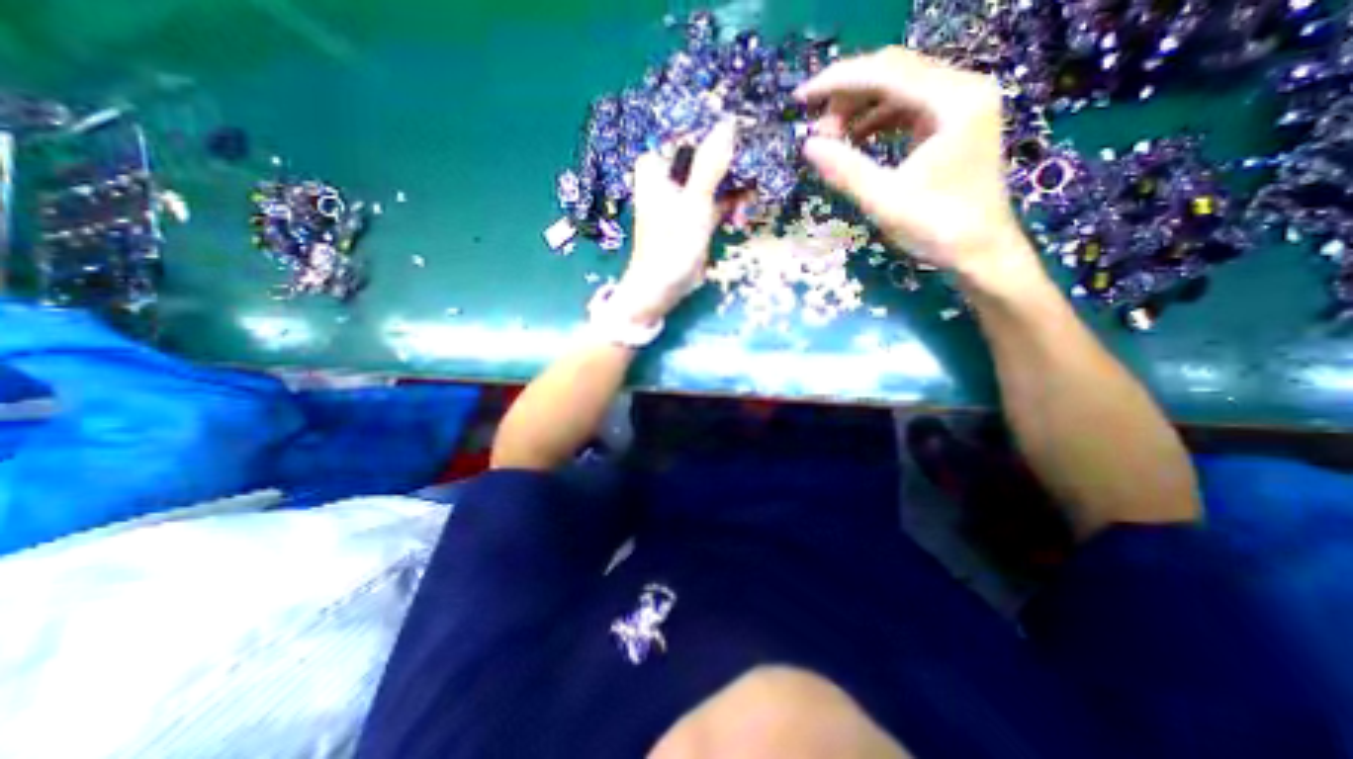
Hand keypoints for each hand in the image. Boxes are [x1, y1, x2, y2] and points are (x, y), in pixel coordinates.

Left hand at [619, 119, 738, 321]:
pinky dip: (733, 202)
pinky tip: (746, 210)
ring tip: (754, 191)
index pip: (688, 130)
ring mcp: (686, 194)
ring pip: (717, 175)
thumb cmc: (670, 245)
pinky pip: (720, 198)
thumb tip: (729, 123)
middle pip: (706, 151)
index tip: (747, 119)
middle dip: (733, 156)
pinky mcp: (697, 212)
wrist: (663, 286)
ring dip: (737, 182)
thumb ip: (710, 165)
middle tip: (760, 154)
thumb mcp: (693, 203)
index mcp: (657, 164)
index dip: (716, 124)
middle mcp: (670, 174)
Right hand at [794, 47, 1044, 292]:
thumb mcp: (885, 201)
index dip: (838, 82)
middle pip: (894, 72)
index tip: (801, 98)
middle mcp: (963, 88)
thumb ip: (846, 170)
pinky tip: (856, 140)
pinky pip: (907, 108)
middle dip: (848, 97)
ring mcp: (960, 104)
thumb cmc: (937, 229)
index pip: (886, 72)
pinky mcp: (953, 123)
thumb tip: (807, 145)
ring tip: (831, 139)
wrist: (981, 252)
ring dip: (859, 109)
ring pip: (898, 89)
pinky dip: (876, 121)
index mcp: (955, 100)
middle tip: (816, 131)